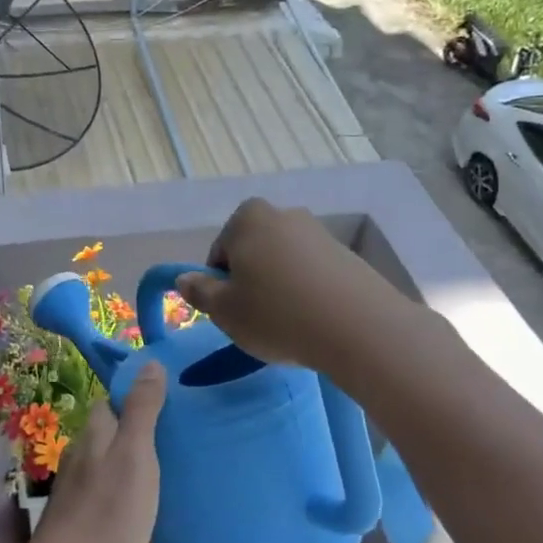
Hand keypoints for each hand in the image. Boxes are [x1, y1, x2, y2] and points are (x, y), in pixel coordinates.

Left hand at [30, 365, 165, 542]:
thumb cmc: (109, 510)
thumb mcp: (136, 454)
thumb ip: (142, 409)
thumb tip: (150, 362)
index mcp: (96, 431)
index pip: (113, 398)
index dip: (138, 394)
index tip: (170, 400)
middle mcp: (81, 450)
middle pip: (111, 427)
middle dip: (137, 426)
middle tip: (176, 435)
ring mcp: (76, 483)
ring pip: (107, 456)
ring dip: (130, 456)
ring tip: (166, 466)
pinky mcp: (78, 511)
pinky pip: (105, 484)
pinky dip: (123, 483)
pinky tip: (140, 499)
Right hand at [175, 198, 387, 372]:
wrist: (358, 327)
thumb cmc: (275, 314)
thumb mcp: (224, 310)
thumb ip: (199, 292)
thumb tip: (184, 278)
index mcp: (247, 218)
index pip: (219, 252)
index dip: (220, 284)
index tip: (232, 311)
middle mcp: (283, 215)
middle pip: (253, 253)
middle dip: (251, 281)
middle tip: (256, 318)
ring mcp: (319, 233)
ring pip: (284, 264)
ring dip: (280, 288)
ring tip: (289, 324)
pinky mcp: (347, 255)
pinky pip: (314, 274)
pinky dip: (308, 293)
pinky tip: (314, 322)